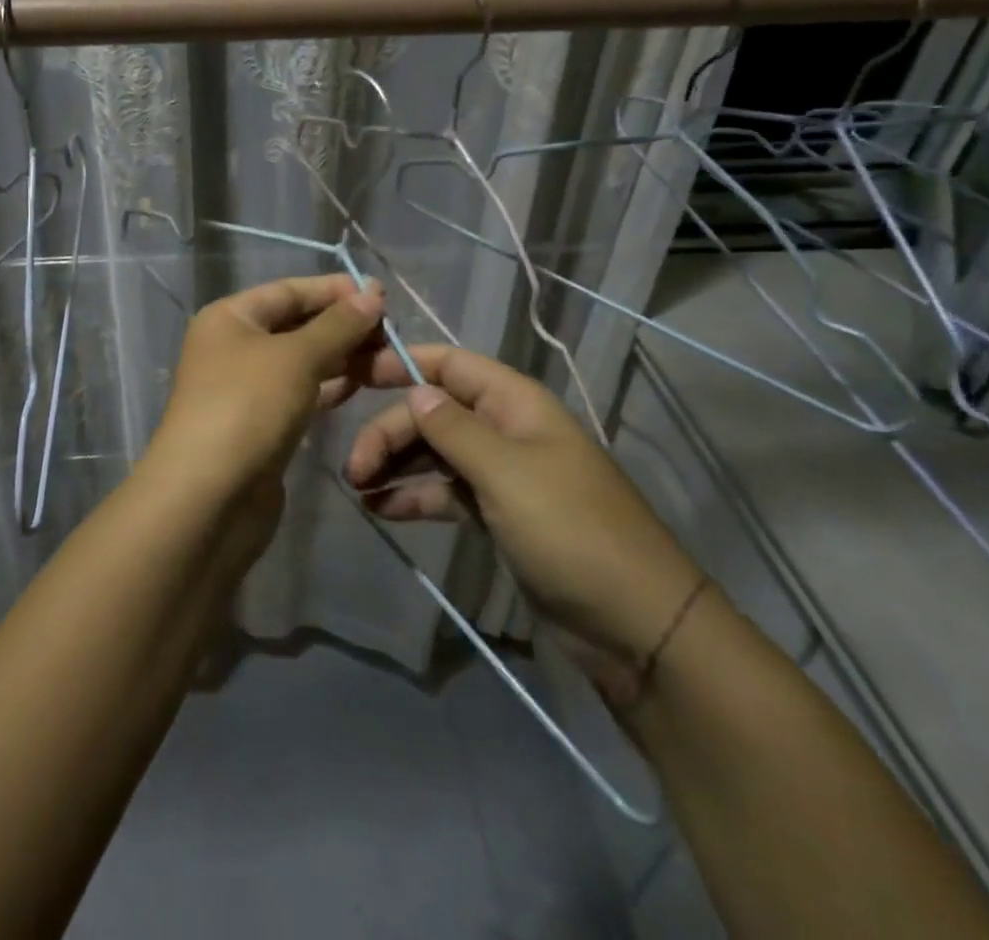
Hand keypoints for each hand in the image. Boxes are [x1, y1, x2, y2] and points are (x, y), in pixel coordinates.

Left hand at [146, 274, 386, 504]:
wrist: (209, 498)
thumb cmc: (248, 407)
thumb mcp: (296, 357)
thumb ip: (337, 325)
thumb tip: (371, 293)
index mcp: (229, 318)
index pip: (288, 291)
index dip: (333, 290)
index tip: (381, 294)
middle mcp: (233, 347)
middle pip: (295, 325)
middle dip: (342, 325)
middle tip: (392, 330)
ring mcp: (246, 389)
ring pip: (301, 361)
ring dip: (342, 357)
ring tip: (388, 356)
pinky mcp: (261, 425)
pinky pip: (301, 393)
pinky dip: (329, 387)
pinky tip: (362, 385)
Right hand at [345, 345, 702, 669]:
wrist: (636, 624)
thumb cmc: (571, 531)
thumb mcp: (507, 472)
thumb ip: (454, 429)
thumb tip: (415, 392)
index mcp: (515, 403)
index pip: (450, 364)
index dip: (402, 364)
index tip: (354, 377)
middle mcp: (506, 430)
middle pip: (434, 413)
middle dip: (390, 432)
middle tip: (353, 468)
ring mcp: (503, 475)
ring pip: (436, 454)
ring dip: (396, 464)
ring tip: (357, 488)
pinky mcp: (499, 515)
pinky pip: (446, 493)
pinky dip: (414, 497)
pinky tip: (381, 510)